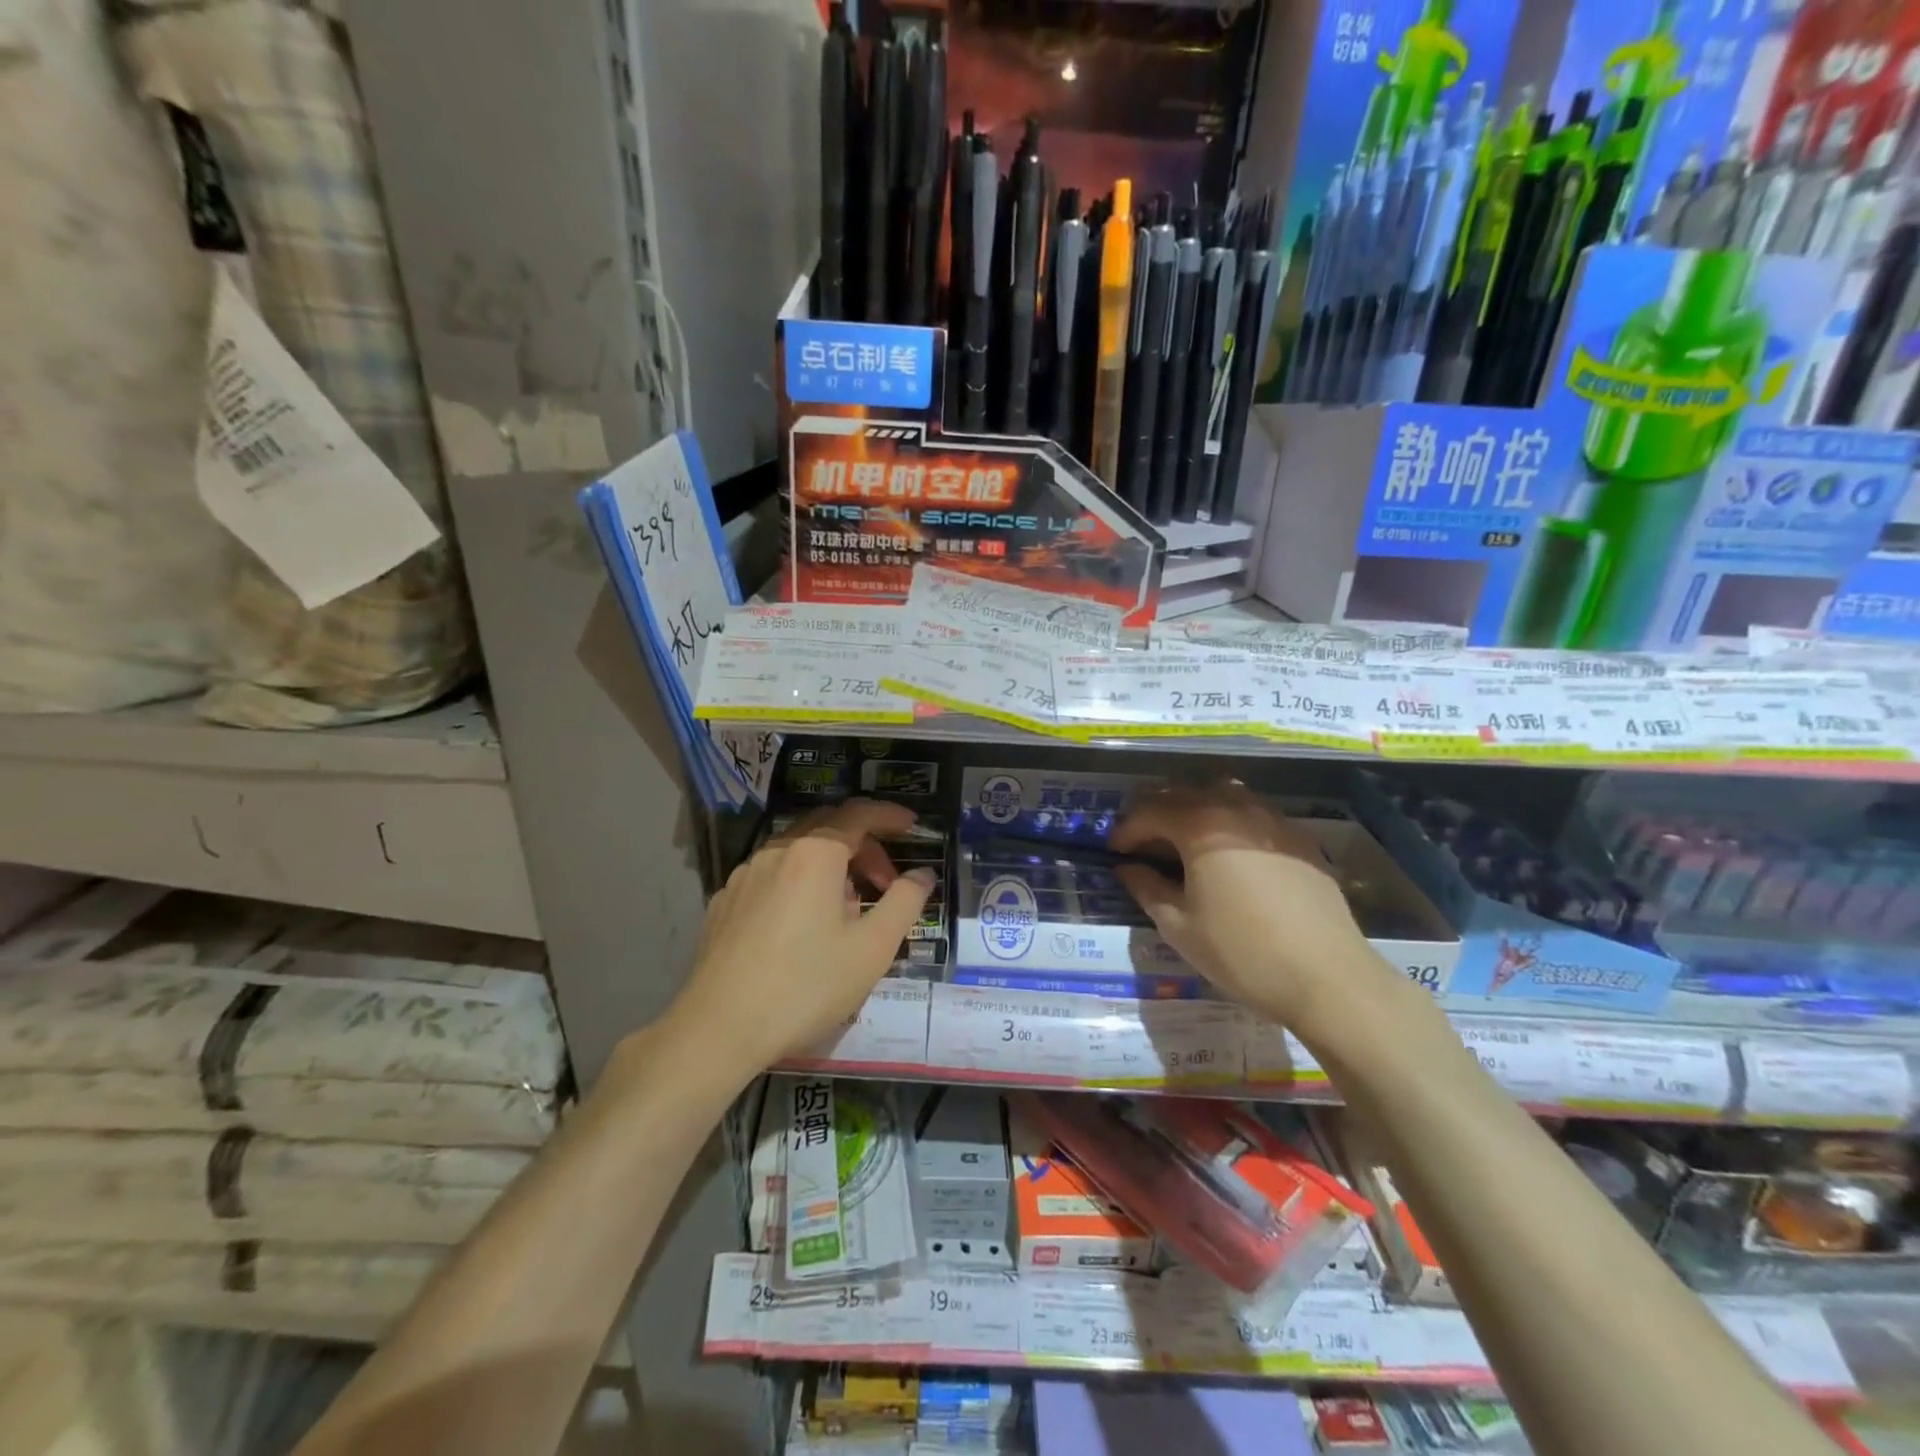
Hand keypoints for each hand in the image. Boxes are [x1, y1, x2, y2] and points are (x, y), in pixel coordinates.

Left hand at [669, 798, 935, 1076]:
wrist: (719, 1028)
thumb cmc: (806, 985)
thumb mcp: (872, 948)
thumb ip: (905, 902)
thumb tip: (922, 875)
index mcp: (815, 854)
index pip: (859, 814)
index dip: (889, 815)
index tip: (912, 826)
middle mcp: (776, 851)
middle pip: (827, 826)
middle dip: (863, 845)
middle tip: (885, 881)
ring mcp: (744, 875)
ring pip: (797, 851)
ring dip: (831, 866)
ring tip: (846, 910)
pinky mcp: (724, 901)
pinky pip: (771, 875)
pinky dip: (798, 882)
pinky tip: (802, 926)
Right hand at [1110, 783, 1388, 1030]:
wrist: (1326, 977)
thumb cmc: (1241, 952)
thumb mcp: (1179, 926)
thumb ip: (1147, 889)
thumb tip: (1128, 869)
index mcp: (1201, 826)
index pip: (1150, 812)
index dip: (1126, 830)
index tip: (1114, 852)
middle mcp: (1236, 809)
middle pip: (1185, 793)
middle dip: (1156, 812)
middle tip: (1143, 842)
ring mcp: (1272, 820)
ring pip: (1223, 793)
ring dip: (1195, 808)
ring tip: (1184, 839)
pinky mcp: (1299, 837)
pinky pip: (1254, 812)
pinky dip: (1230, 819)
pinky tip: (1230, 852)